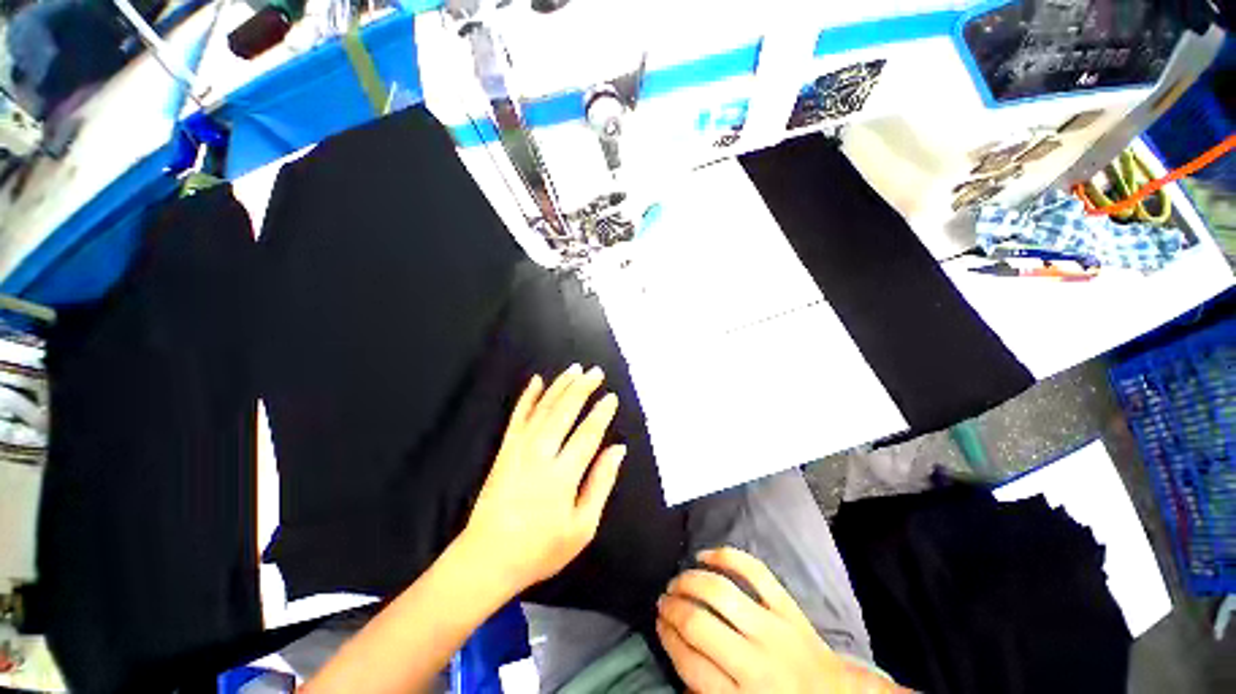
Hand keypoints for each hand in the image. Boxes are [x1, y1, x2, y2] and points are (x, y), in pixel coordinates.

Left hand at [460, 364, 626, 595]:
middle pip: (565, 412)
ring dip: (560, 386)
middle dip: (582, 388)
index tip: (611, 397)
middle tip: (596, 372)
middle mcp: (541, 454)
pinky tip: (536, 381)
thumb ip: (601, 483)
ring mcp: (519, 448)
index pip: (588, 434)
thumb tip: (618, 450)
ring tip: (575, 369)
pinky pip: (517, 416)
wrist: (487, 558)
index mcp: (563, 474)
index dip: (601, 413)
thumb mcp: (582, 527)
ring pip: (543, 408)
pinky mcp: (505, 449)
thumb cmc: (541, 548)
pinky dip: (527, 397)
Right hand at [657, 547, 904, 692]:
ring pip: (720, 592)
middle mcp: (755, 663)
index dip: (666, 637)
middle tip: (663, 600)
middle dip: (672, 607)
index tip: (658, 623)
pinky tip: (705, 555)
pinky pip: (754, 570)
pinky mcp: (788, 607)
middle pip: (698, 624)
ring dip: (689, 581)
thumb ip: (706, 690)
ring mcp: (774, 629)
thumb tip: (677, 650)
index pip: (689, 663)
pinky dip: (726, 556)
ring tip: (677, 581)